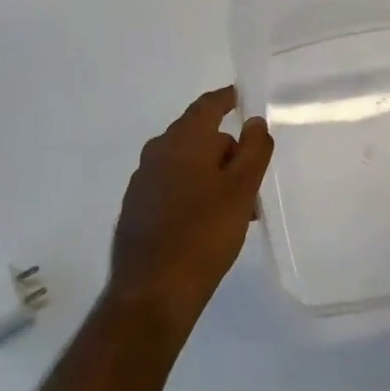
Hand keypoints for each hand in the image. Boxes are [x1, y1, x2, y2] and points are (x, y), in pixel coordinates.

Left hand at [106, 87, 273, 329]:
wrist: (152, 293)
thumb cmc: (204, 234)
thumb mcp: (242, 190)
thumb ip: (253, 149)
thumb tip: (254, 121)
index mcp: (182, 141)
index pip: (207, 106)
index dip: (227, 99)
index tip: (243, 97)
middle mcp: (156, 153)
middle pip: (198, 137)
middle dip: (227, 150)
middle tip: (253, 178)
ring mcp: (142, 182)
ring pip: (186, 165)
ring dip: (212, 176)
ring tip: (238, 208)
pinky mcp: (136, 209)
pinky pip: (172, 186)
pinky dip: (194, 192)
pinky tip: (209, 222)